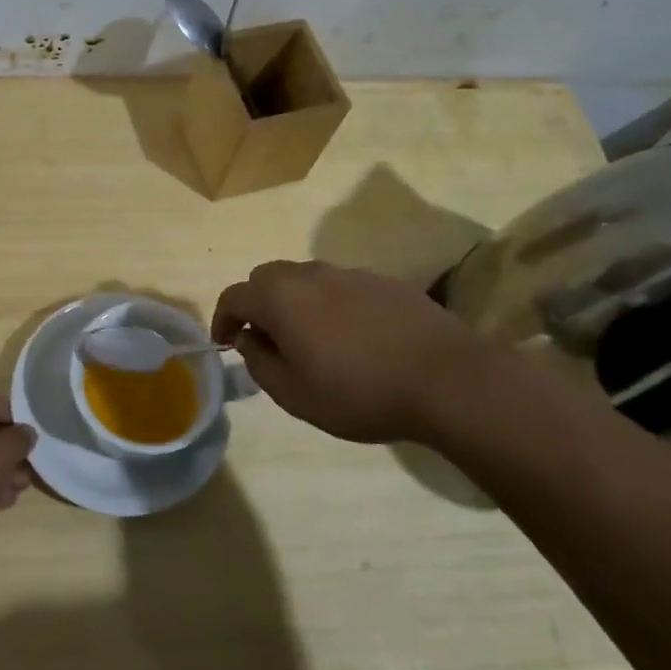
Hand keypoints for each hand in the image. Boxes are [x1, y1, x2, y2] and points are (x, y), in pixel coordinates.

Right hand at [211, 260, 492, 444]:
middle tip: (266, 340)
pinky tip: (353, 338)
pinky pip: (341, 286)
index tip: (226, 344)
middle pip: (267, 278)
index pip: (234, 295)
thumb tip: (248, 339)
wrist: (447, 380)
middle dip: (257, 304)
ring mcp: (350, 274)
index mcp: (281, 298)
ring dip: (295, 302)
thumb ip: (260, 362)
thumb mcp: (295, 394)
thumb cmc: (360, 392)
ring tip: (310, 340)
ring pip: (305, 279)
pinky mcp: (384, 282)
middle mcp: (310, 275)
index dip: (223, 319)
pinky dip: (331, 304)